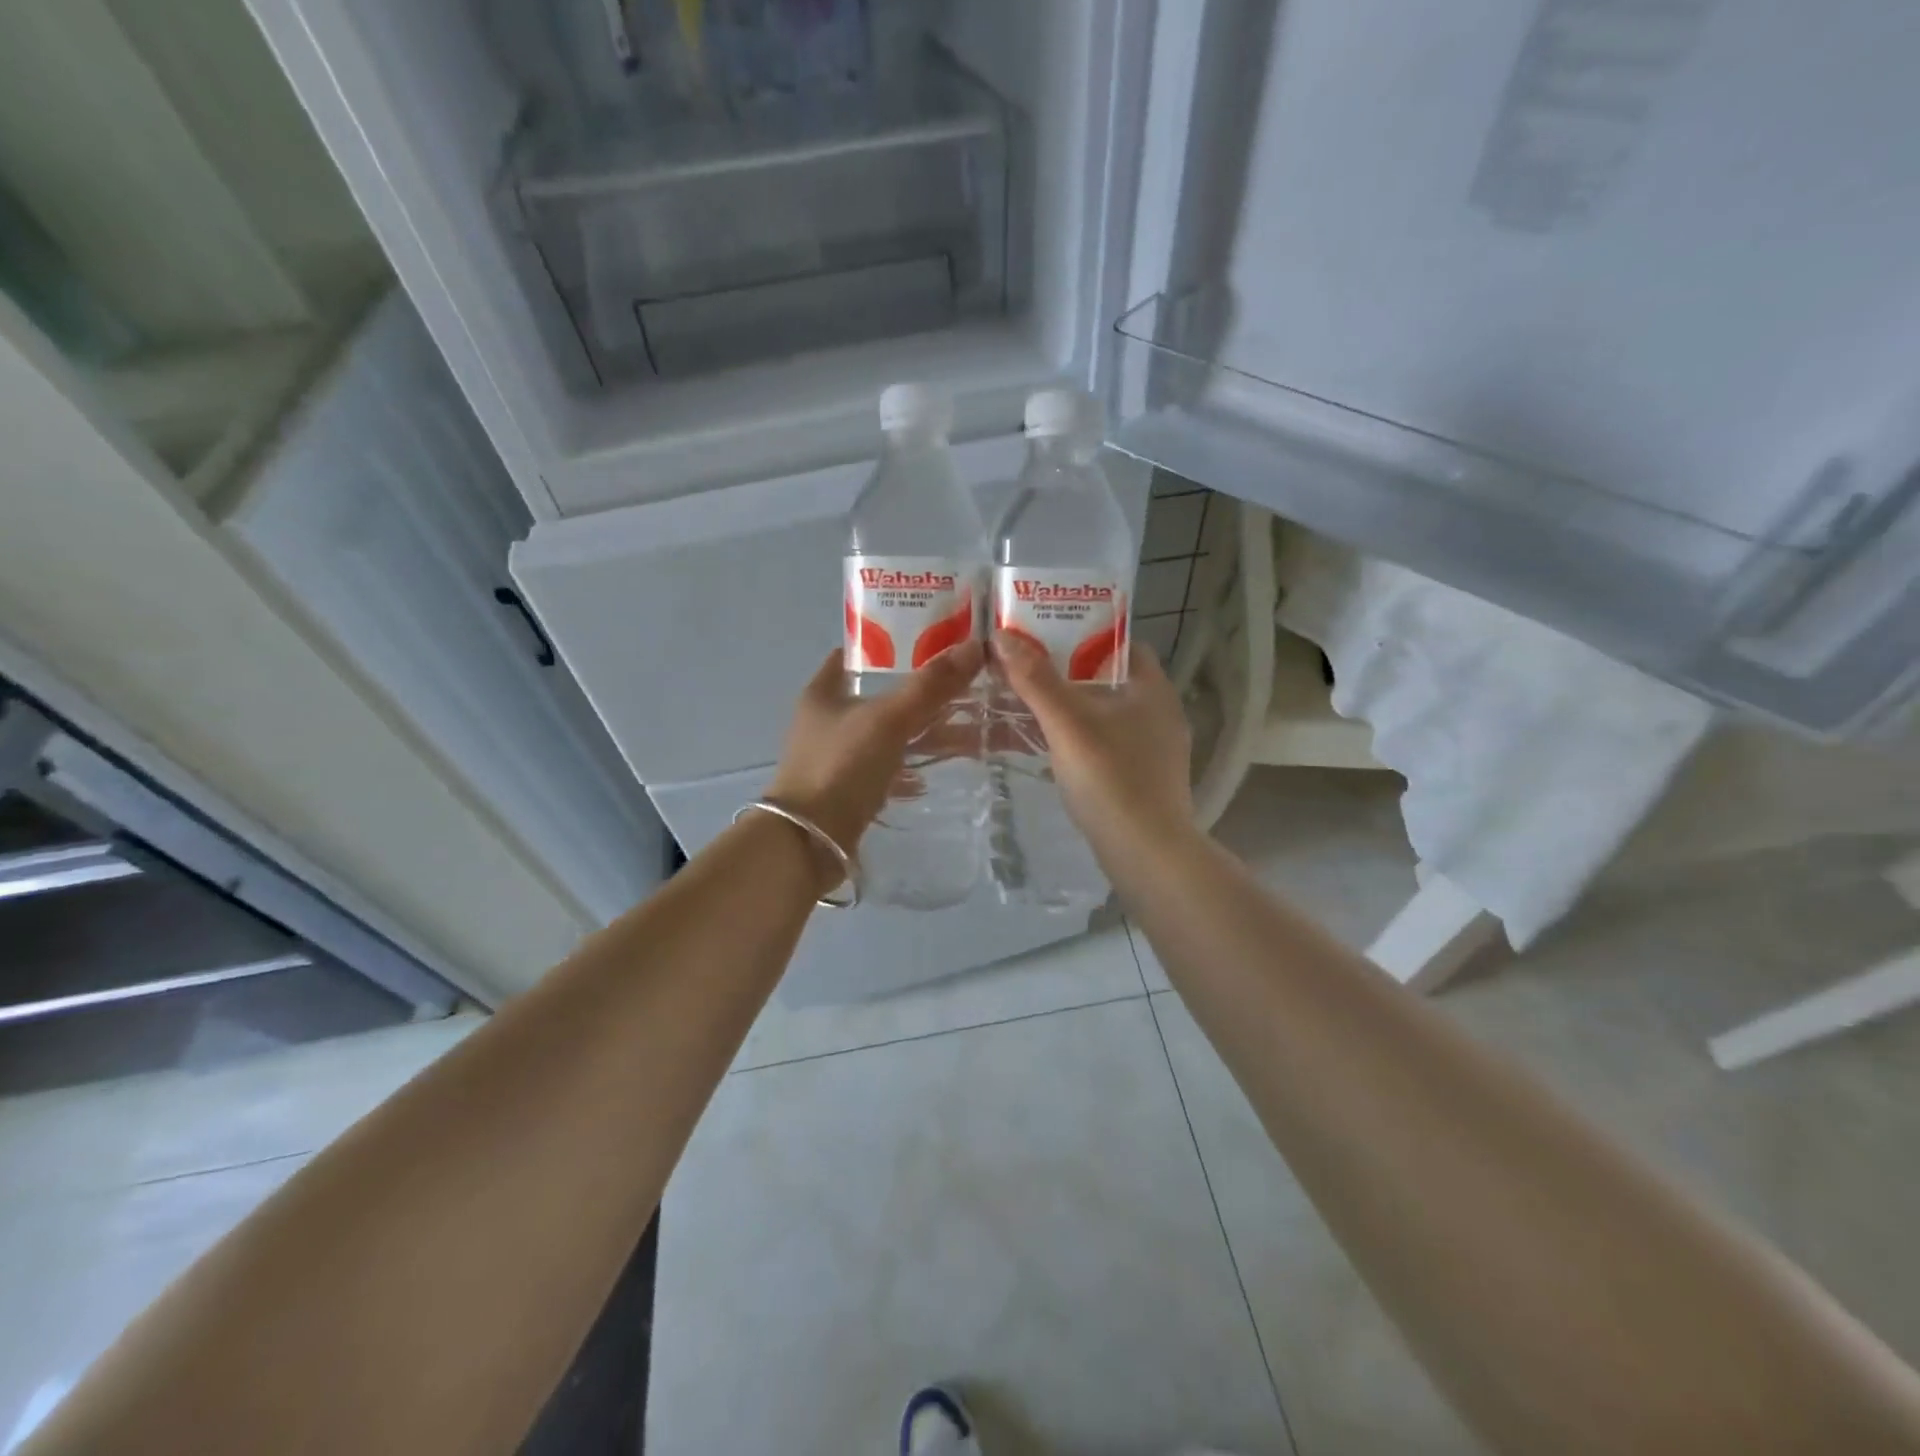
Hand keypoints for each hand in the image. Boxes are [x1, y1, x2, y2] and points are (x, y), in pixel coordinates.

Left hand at [767, 642, 985, 866]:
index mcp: (824, 692)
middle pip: (880, 696)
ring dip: (921, 733)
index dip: (892, 644)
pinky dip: (910, 768)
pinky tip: (935, 773)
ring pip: (887, 735)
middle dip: (920, 693)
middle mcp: (827, 720)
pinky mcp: (848, 790)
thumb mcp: (889, 720)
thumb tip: (975, 646)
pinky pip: (886, 769)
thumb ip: (931, 686)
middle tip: (963, 687)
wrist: (809, 842)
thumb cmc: (841, 767)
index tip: (933, 643)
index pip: (857, 655)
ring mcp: (836, 757)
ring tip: (965, 729)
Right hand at [990, 632, 1194, 858]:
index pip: (1121, 644)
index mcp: (1152, 688)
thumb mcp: (1067, 723)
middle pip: (1108, 679)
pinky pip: (1107, 744)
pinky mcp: (1144, 777)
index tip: (1044, 637)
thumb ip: (1035, 679)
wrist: (1146, 852)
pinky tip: (1049, 747)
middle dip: (1067, 673)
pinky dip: (1079, 738)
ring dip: (1070, 708)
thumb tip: (1002, 636)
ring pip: (1105, 714)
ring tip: (1027, 703)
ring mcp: (1154, 748)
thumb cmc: (1110, 777)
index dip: (1083, 635)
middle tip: (1025, 669)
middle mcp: (1159, 712)